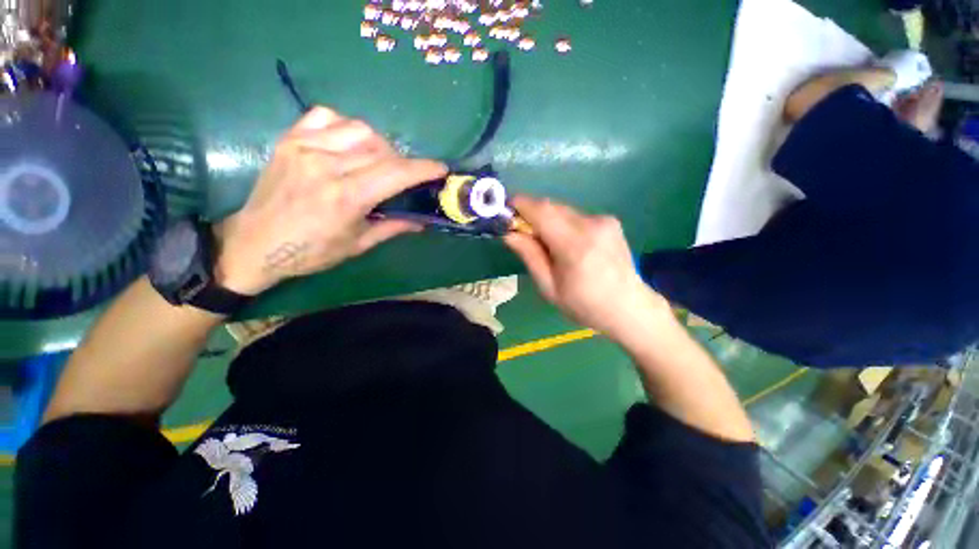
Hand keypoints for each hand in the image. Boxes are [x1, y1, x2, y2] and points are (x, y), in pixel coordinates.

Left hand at [214, 107, 446, 294]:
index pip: (395, 173)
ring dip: (379, 145)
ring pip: (359, 129)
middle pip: (381, 149)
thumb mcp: (358, 245)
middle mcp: (326, 165)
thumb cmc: (311, 252)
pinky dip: (347, 127)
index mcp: (346, 197)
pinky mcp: (290, 139)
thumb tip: (422, 221)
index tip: (441, 169)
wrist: (255, 243)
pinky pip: (328, 116)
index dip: (423, 169)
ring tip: (378, 162)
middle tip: (405, 178)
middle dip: (403, 162)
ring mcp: (304, 147)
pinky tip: (348, 145)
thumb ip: (393, 227)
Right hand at [504, 196, 668, 338]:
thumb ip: (529, 255)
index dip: (520, 204)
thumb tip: (508, 233)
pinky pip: (576, 216)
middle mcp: (592, 225)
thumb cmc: (585, 305)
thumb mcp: (549, 287)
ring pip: (563, 210)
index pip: (542, 211)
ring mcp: (604, 220)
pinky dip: (563, 224)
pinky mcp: (610, 221)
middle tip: (520, 231)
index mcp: (575, 246)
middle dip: (531, 214)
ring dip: (547, 220)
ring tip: (545, 243)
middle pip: (552, 207)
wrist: (629, 307)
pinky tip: (566, 244)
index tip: (505, 209)